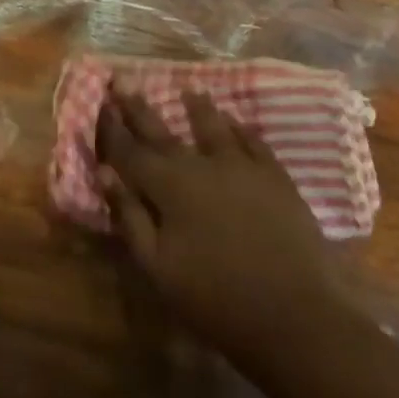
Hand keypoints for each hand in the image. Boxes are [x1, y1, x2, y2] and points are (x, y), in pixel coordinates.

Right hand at [97, 86, 340, 370]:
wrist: (297, 317)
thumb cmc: (218, 300)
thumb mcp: (159, 268)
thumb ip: (130, 217)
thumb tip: (105, 174)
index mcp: (168, 187)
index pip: (130, 151)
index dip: (111, 128)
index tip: (100, 103)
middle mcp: (201, 165)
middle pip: (163, 131)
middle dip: (139, 107)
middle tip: (125, 80)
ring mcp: (242, 167)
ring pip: (213, 127)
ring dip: (198, 108)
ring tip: (189, 90)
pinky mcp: (276, 178)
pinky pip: (254, 142)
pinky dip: (241, 129)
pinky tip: (237, 122)